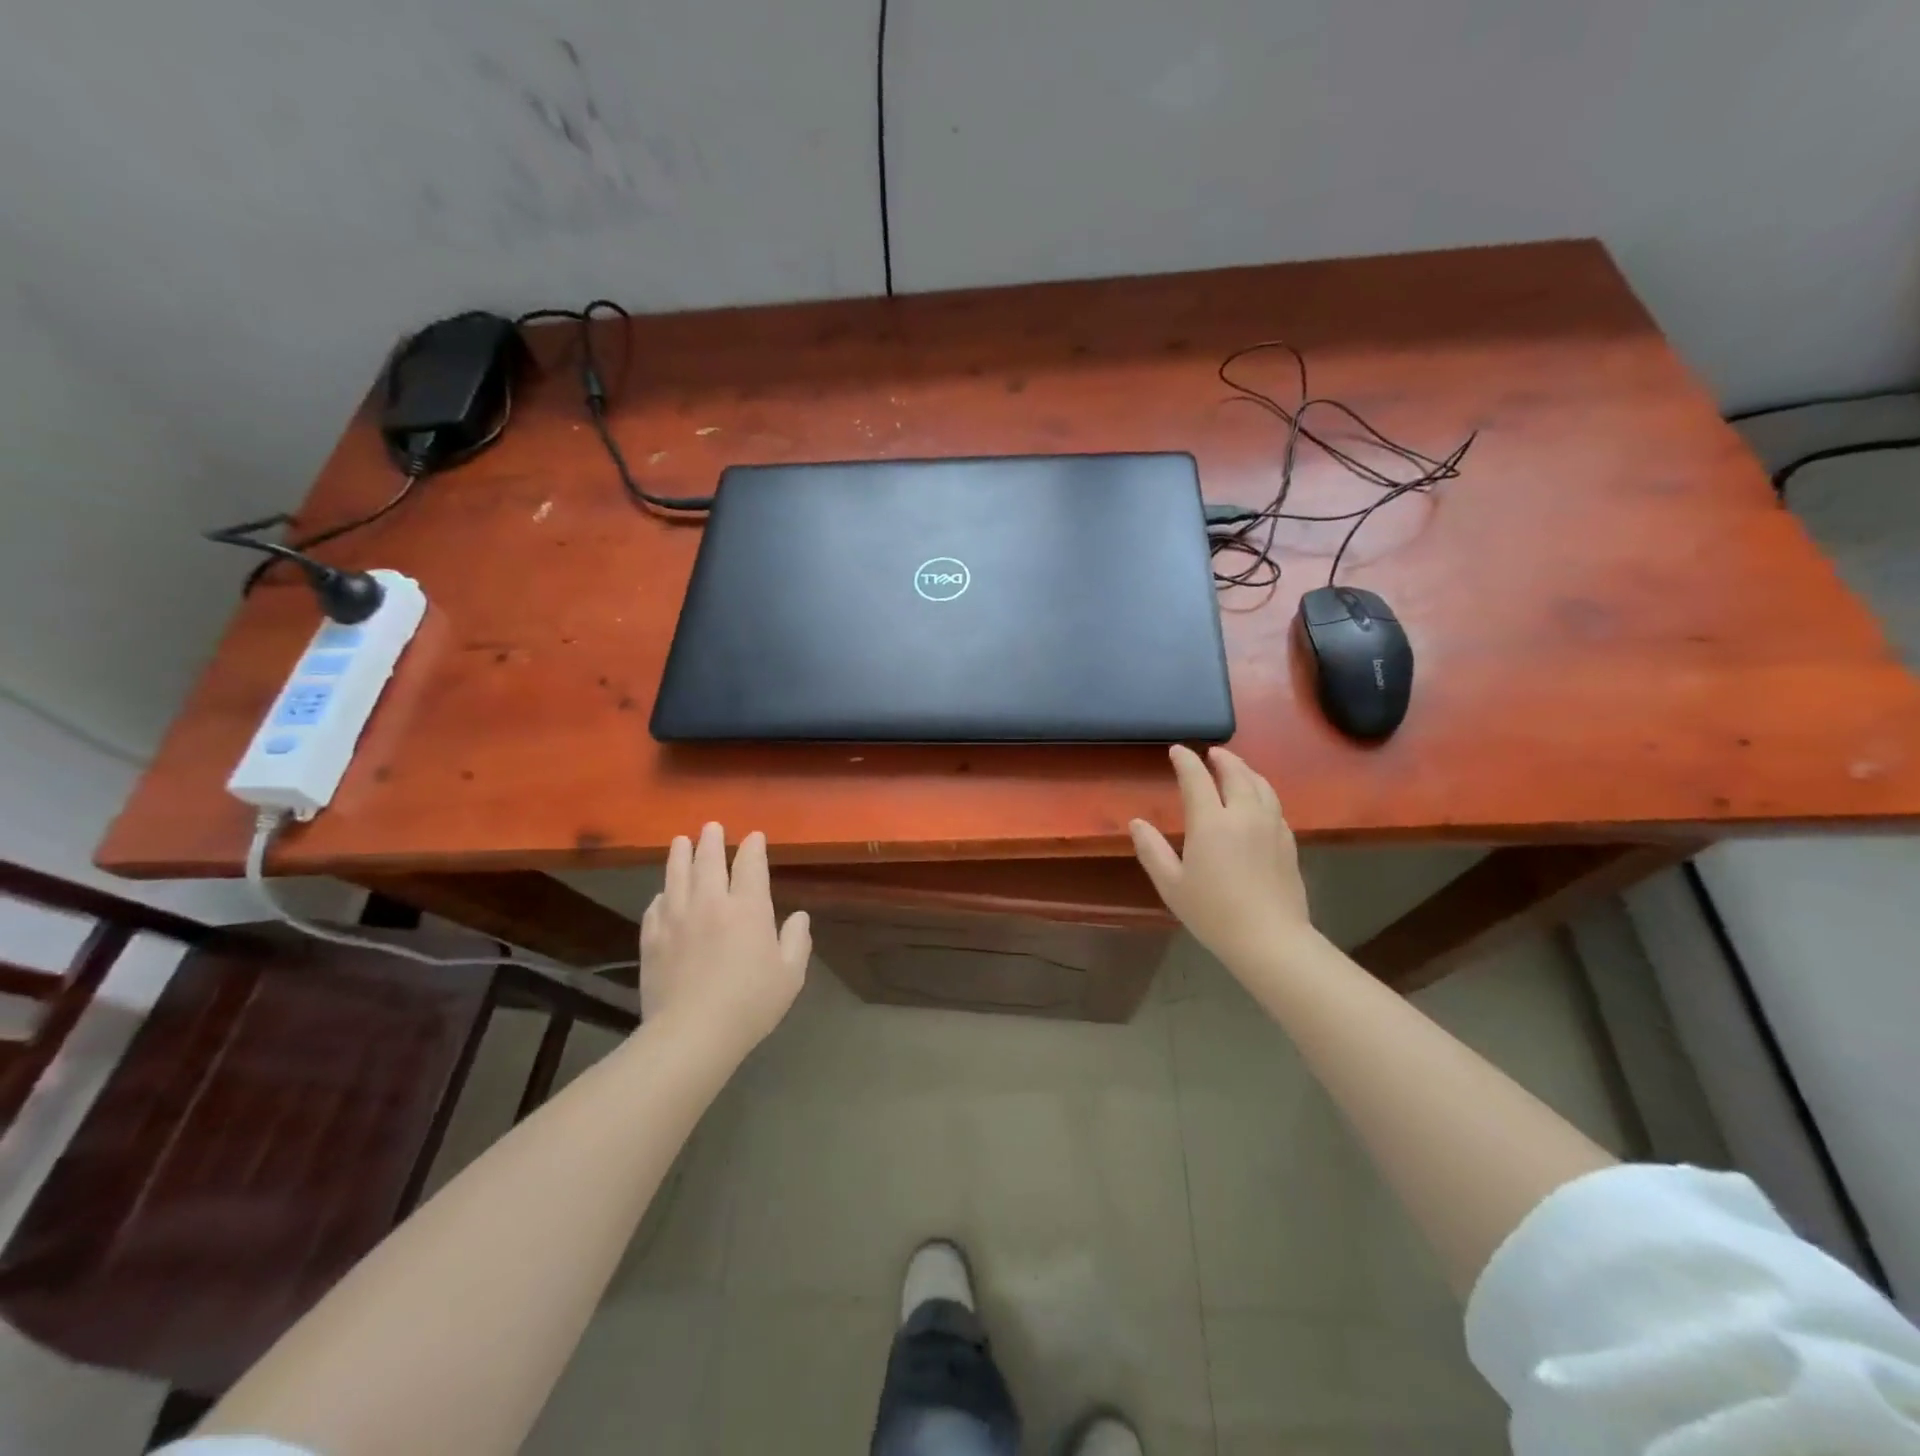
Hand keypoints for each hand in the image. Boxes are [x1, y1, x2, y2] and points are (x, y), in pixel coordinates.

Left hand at [640, 823, 810, 1057]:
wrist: (692, 1032)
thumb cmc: (750, 1003)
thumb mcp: (790, 974)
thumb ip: (797, 940)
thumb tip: (799, 917)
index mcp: (748, 907)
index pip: (750, 864)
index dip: (752, 847)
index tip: (754, 837)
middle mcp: (711, 902)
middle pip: (708, 861)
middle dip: (711, 840)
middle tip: (711, 827)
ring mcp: (677, 918)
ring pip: (676, 875)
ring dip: (680, 854)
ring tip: (681, 841)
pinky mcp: (652, 939)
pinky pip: (655, 906)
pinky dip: (661, 894)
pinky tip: (662, 894)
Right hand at [1130, 745, 1317, 976]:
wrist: (1269, 938)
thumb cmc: (1213, 913)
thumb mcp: (1171, 885)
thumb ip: (1152, 850)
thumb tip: (1137, 823)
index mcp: (1211, 823)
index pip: (1197, 778)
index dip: (1186, 761)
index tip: (1177, 750)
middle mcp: (1243, 815)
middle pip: (1236, 773)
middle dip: (1222, 758)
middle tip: (1211, 753)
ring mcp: (1271, 826)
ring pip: (1261, 785)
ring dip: (1246, 770)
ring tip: (1236, 768)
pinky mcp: (1288, 841)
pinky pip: (1274, 805)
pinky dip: (1262, 792)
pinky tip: (1258, 801)